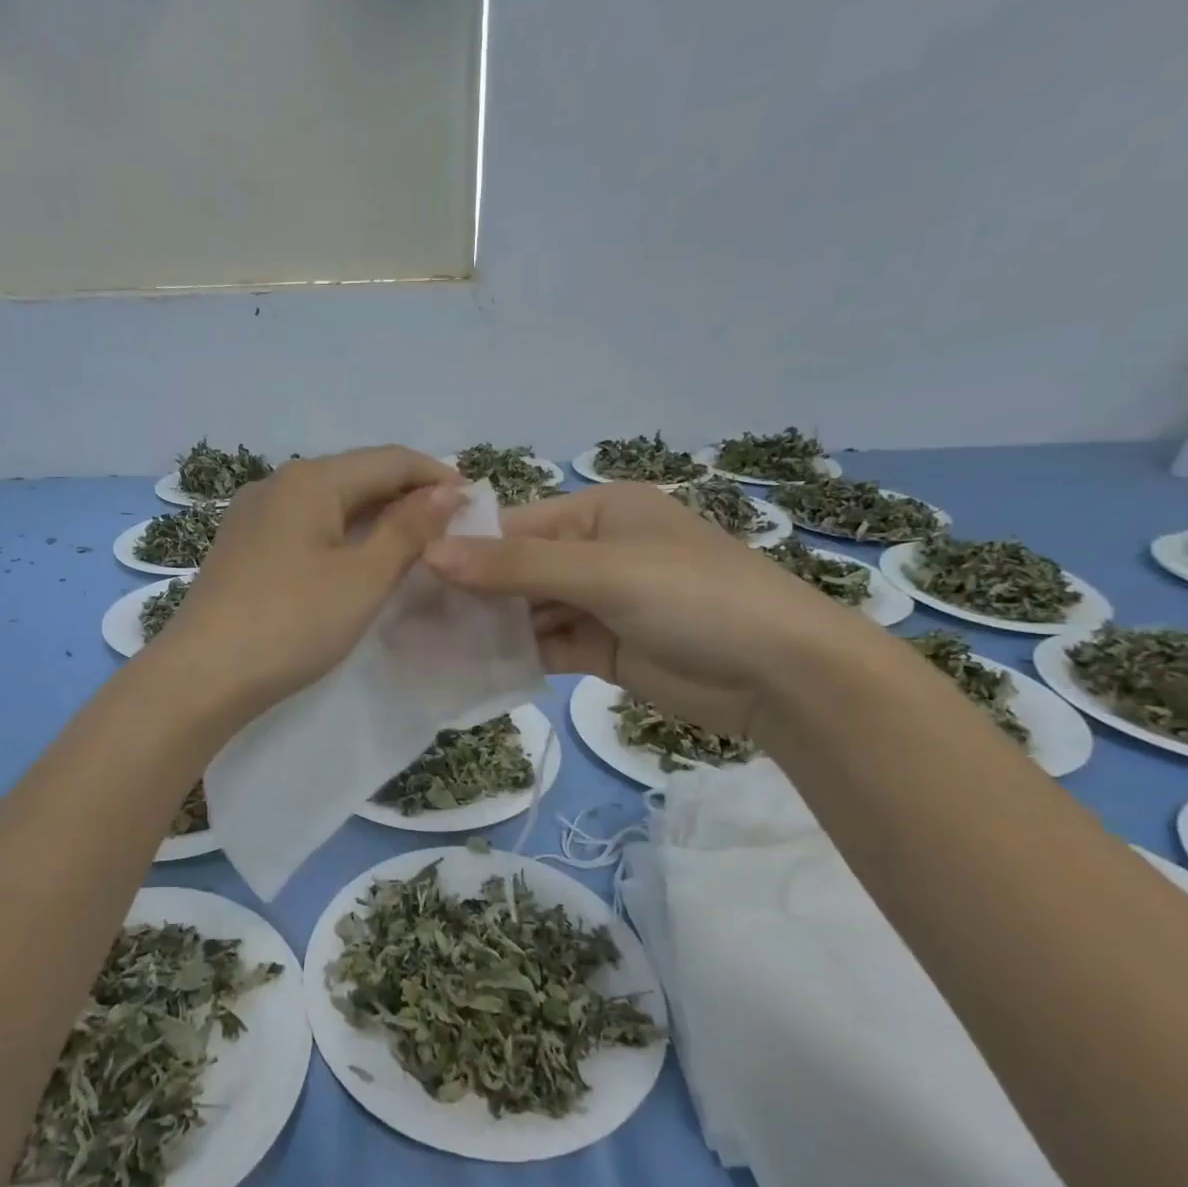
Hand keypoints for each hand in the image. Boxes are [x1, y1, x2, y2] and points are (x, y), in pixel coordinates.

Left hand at [153, 446, 464, 721]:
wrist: (202, 676)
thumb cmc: (292, 623)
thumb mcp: (362, 578)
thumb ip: (408, 530)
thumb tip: (447, 492)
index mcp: (310, 480)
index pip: (389, 460)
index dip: (436, 477)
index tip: (476, 502)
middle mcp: (277, 484)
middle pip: (356, 476)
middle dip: (406, 496)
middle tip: (450, 528)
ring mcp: (253, 516)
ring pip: (329, 503)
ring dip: (373, 518)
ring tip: (412, 545)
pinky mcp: (242, 548)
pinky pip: (304, 527)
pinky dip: (340, 537)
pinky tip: (355, 561)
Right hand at [423, 482, 870, 734]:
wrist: (780, 675)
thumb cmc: (695, 598)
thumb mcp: (604, 572)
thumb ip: (517, 566)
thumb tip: (431, 553)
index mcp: (600, 511)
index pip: (515, 525)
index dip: (464, 548)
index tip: (407, 573)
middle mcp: (595, 550)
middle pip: (516, 569)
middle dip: (470, 592)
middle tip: (407, 615)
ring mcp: (598, 602)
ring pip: (527, 610)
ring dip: (487, 626)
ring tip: (425, 644)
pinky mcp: (602, 648)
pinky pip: (546, 645)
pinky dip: (513, 655)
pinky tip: (469, 667)